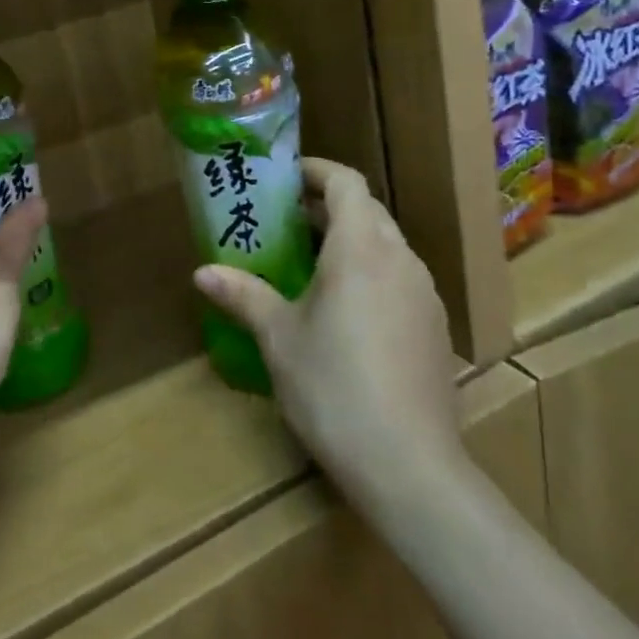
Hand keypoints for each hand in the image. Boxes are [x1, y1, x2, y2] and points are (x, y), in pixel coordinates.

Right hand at [193, 157, 460, 509]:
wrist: (410, 467)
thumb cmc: (333, 386)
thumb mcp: (278, 337)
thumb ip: (243, 294)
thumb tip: (202, 272)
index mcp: (360, 248)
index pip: (345, 182)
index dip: (316, 171)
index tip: (284, 179)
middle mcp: (400, 259)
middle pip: (367, 210)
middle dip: (327, 207)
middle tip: (286, 222)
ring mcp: (425, 294)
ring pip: (387, 245)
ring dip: (351, 240)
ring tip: (311, 265)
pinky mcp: (436, 328)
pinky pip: (400, 279)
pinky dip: (371, 273)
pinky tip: (347, 312)